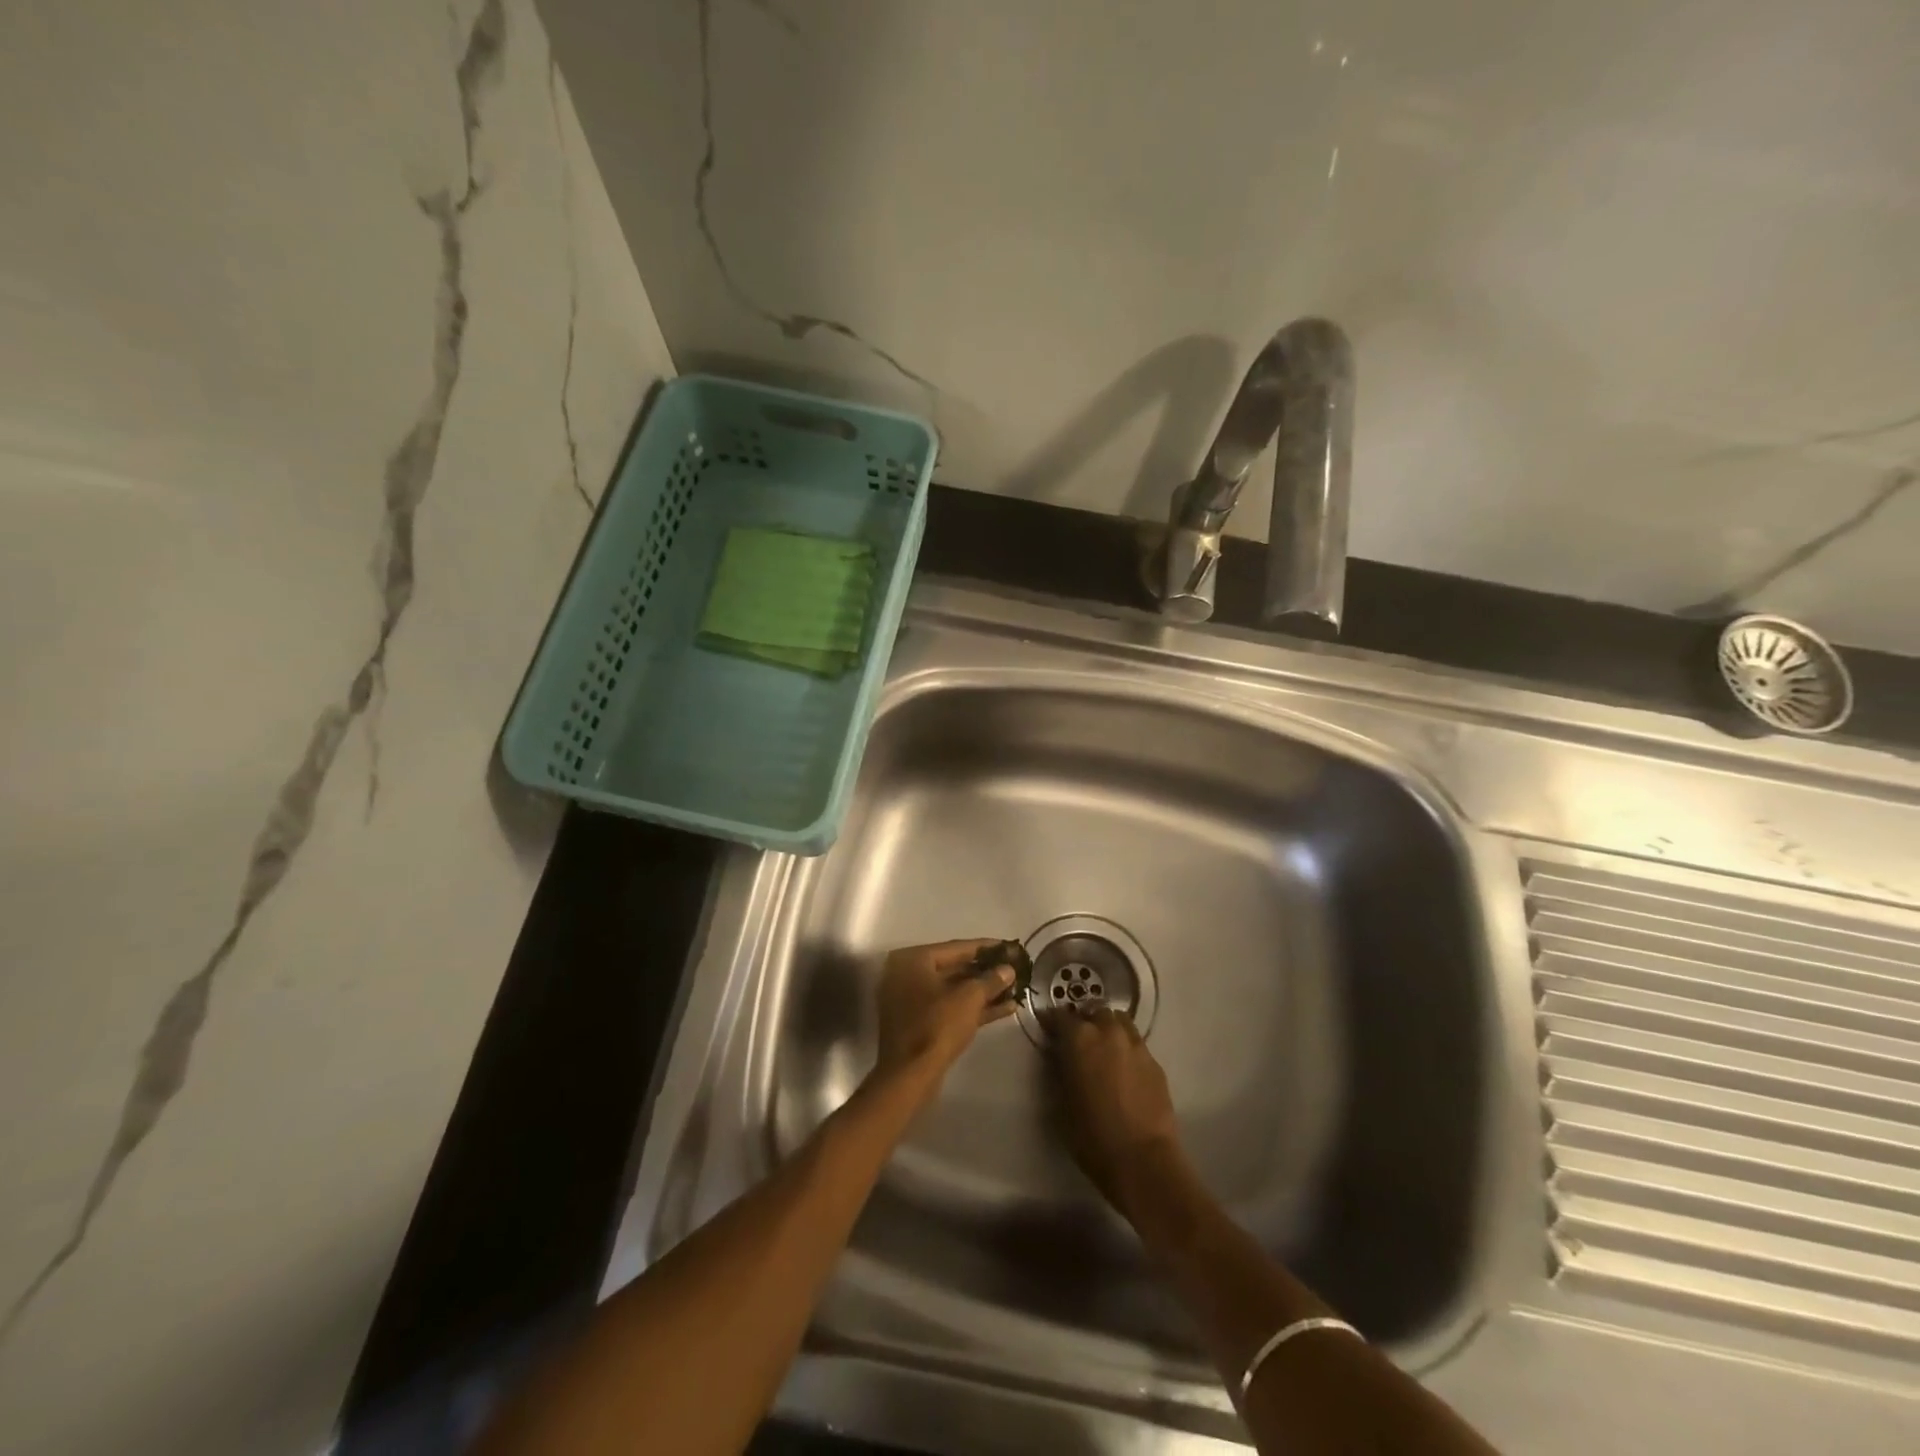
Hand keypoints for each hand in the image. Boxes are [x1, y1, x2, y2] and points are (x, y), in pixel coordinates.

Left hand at [872, 939, 1017, 1092]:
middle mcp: (908, 975)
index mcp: (913, 960)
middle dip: (987, 971)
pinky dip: (975, 1007)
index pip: (956, 947)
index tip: (1010, 947)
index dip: (987, 947)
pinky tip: (1006, 1008)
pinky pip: (950, 1008)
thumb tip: (1008, 970)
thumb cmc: (938, 1025)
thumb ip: (991, 979)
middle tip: (1014, 968)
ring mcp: (912, 1001)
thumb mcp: (969, 998)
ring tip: (1015, 988)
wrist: (911, 1075)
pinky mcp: (920, 1023)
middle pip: (955, 968)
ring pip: (955, 990)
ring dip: (984, 991)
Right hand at [1051, 1007, 1182, 1215]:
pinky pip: (1136, 1044)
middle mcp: (1108, 1032)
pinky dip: (1126, 1049)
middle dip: (1085, 1022)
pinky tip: (1124, 1071)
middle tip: (1079, 1041)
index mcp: (1080, 1039)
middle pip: (1094, 1013)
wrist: (1143, 1160)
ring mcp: (1136, 1045)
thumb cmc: (1091, 1136)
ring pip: (1120, 1022)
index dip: (1052, 1021)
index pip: (1060, 1016)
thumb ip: (1060, 1070)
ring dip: (1108, 1029)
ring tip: (1104, 1050)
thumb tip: (1061, 1057)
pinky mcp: (1155, 1062)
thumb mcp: (1061, 1102)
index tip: (1047, 1029)